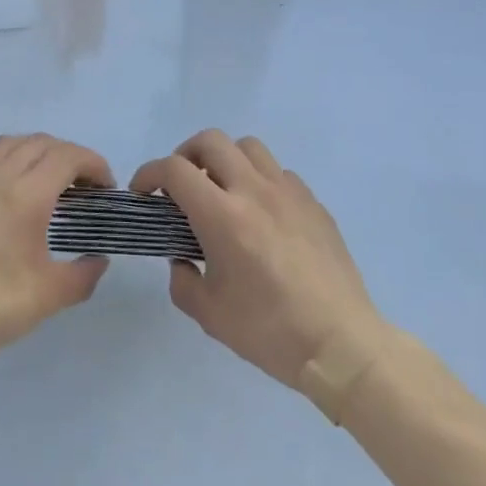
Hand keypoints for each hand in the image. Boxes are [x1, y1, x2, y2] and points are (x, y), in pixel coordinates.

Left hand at [0, 134, 113, 370]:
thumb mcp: (48, 297)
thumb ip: (83, 275)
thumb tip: (98, 260)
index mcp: (26, 193)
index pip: (68, 156)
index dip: (93, 164)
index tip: (106, 187)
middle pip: (42, 142)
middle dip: (70, 156)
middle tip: (84, 185)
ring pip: (11, 143)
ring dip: (37, 151)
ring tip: (49, 179)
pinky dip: (8, 161)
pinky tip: (9, 190)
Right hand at [132, 130, 382, 391]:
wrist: (341, 345)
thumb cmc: (270, 332)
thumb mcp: (210, 315)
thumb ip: (183, 281)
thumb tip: (183, 260)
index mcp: (222, 215)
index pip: (175, 169)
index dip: (150, 173)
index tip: (143, 192)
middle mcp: (253, 190)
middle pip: (211, 141)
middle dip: (185, 154)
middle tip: (181, 185)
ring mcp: (288, 192)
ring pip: (248, 147)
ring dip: (226, 159)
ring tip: (222, 190)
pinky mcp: (313, 203)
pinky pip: (279, 172)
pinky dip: (260, 180)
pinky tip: (262, 213)